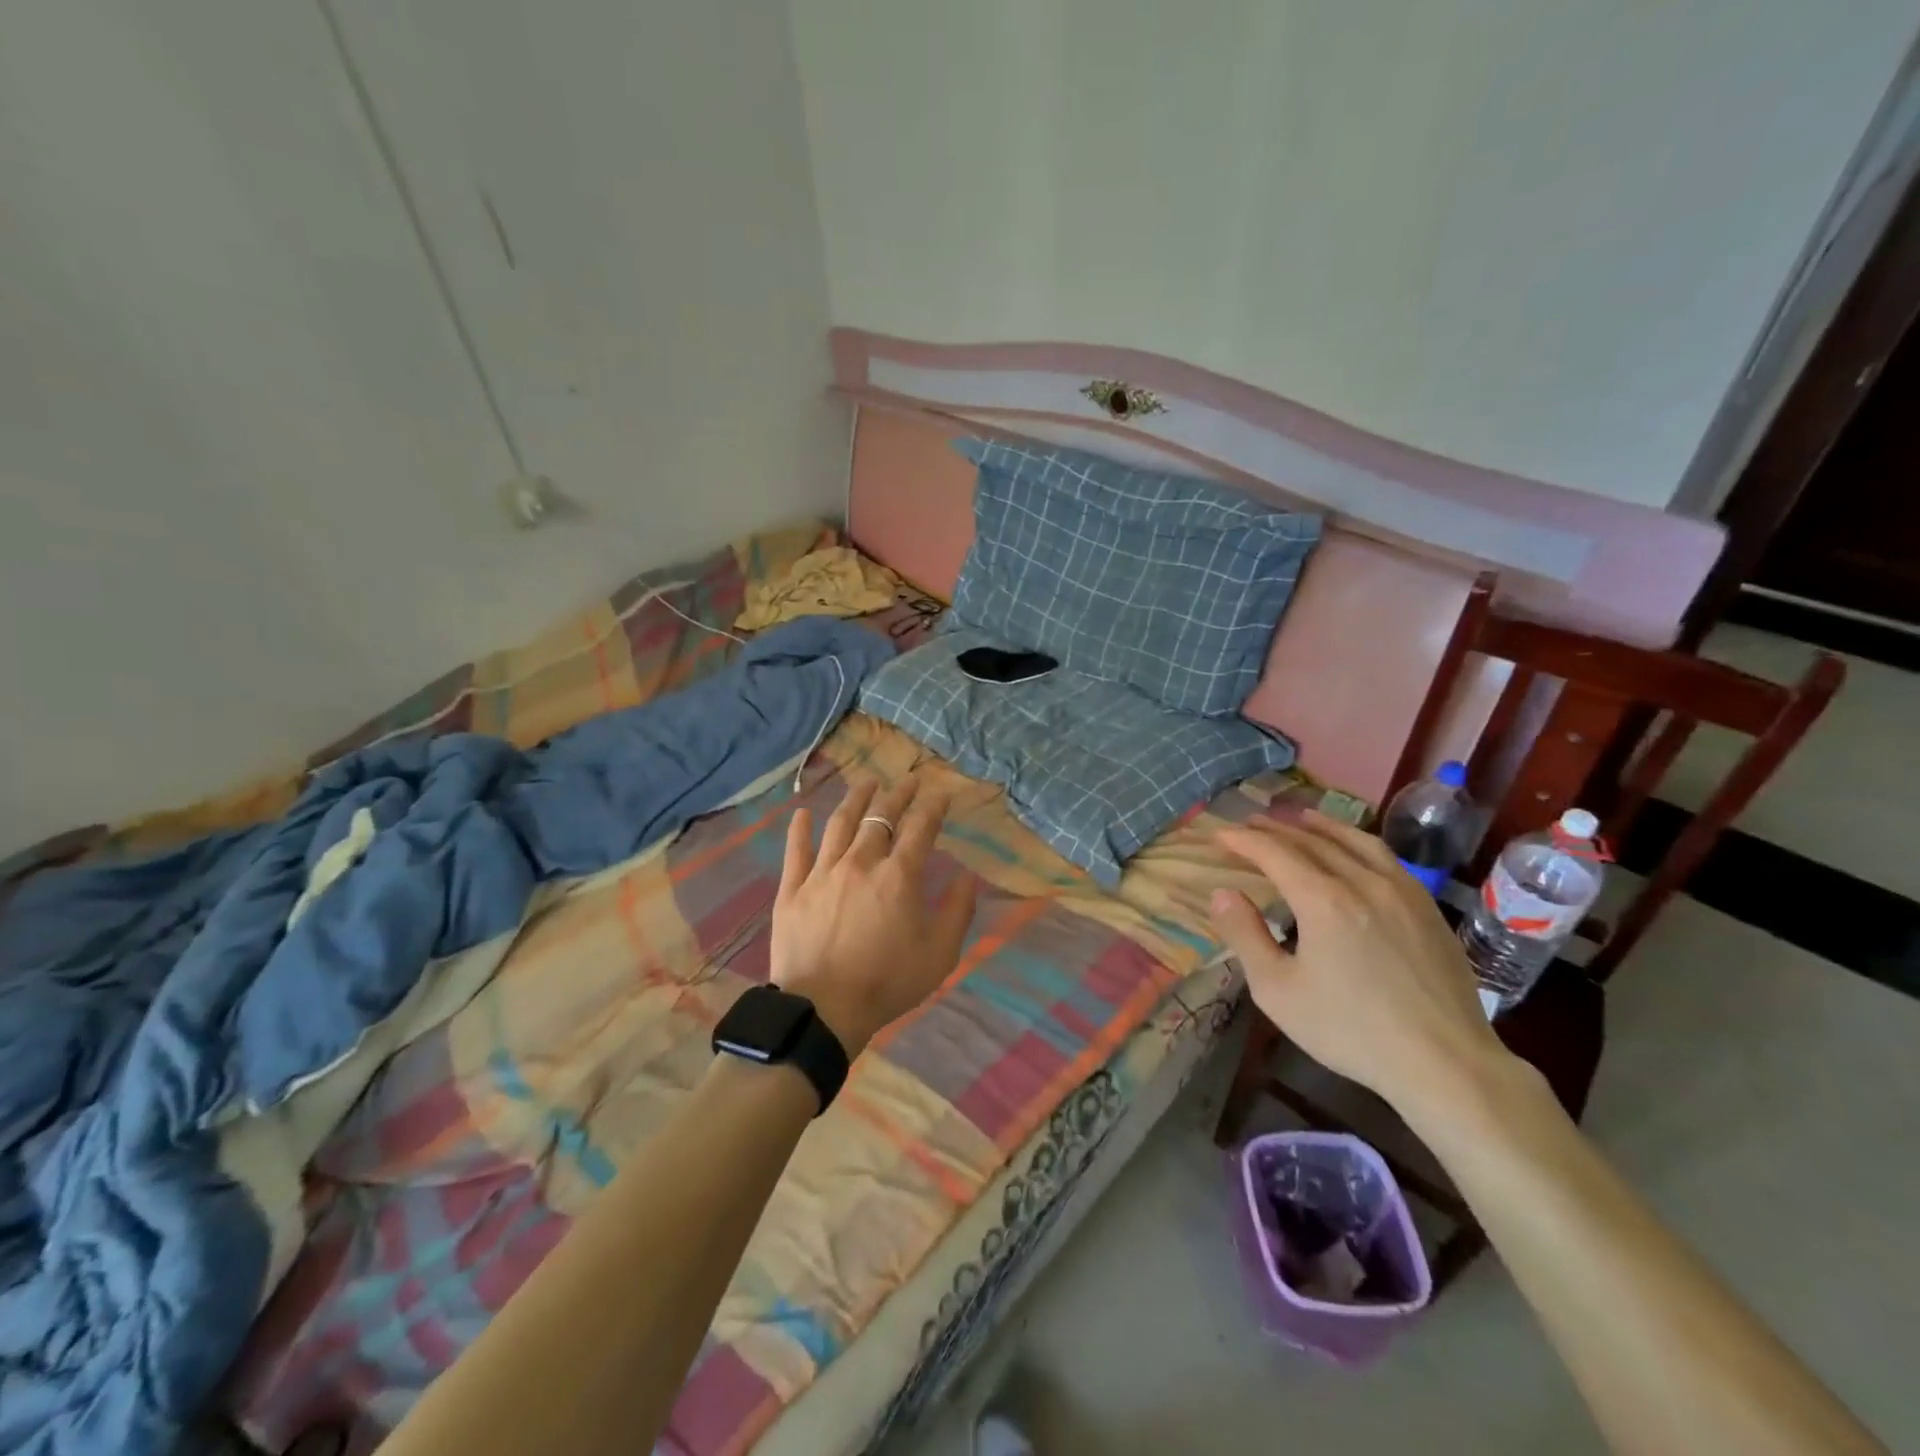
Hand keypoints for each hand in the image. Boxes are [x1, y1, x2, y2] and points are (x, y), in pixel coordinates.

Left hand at [770, 775, 977, 1055]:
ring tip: (865, 782)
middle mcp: (861, 862)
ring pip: (840, 824)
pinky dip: (800, 829)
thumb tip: (966, 876)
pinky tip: (802, 812)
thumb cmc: (888, 982)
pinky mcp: (792, 889)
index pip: (920, 828)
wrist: (824, 1009)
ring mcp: (822, 873)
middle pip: (881, 817)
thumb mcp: (940, 954)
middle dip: (897, 795)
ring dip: (855, 799)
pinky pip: (796, 851)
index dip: (933, 807)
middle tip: (907, 781)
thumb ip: (958, 911)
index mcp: (898, 876)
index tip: (941, 794)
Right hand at [1209, 810, 1510, 1117]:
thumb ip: (1245, 936)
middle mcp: (1362, 882)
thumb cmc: (1350, 1030)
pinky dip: (1357, 842)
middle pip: (1311, 841)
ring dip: (1320, 826)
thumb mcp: (1277, 991)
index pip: (1274, 853)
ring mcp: (1402, 891)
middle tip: (1250, 823)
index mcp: (1323, 900)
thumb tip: (1223, 893)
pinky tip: (1354, 850)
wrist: (1445, 1063)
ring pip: (1354, 841)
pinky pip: (1385, 857)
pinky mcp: (1427, 908)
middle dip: (1275, 829)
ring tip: (1300, 818)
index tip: (1219, 834)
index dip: (1243, 840)